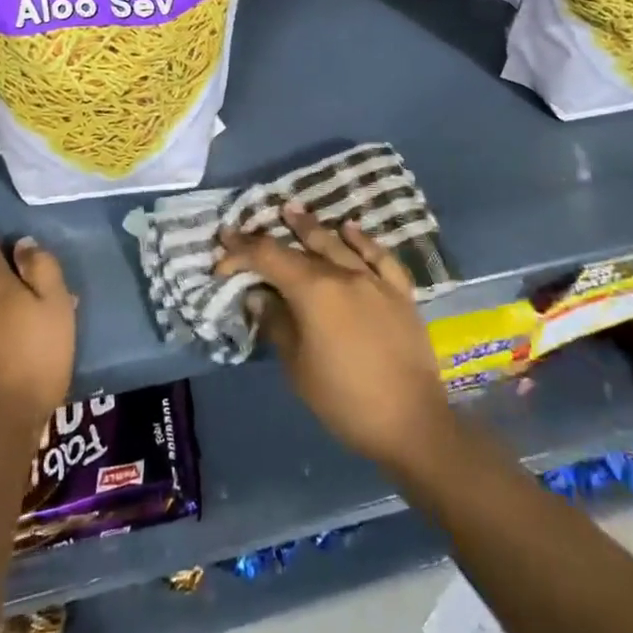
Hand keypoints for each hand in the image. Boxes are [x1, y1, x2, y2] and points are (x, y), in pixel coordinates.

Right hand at [215, 202, 454, 474]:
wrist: (411, 422)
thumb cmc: (344, 400)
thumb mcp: (298, 367)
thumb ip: (277, 324)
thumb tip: (259, 295)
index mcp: (314, 291)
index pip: (269, 258)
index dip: (242, 252)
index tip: (221, 255)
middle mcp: (344, 274)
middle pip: (302, 247)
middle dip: (270, 238)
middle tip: (247, 228)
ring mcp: (375, 280)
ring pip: (338, 244)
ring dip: (312, 227)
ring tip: (292, 210)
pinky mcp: (400, 292)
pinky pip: (379, 256)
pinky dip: (361, 239)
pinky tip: (350, 228)